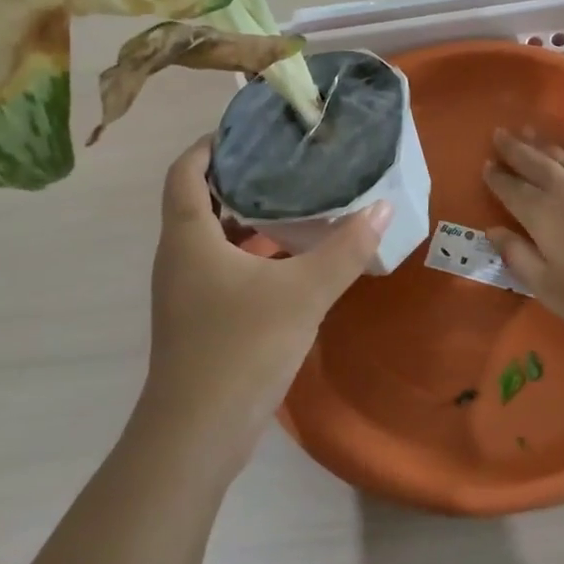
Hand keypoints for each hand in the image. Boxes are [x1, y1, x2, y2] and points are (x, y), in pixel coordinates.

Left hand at [143, 137, 388, 459]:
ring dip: (248, 216)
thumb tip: (383, 207)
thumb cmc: (241, 347)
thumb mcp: (304, 292)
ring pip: (213, 236)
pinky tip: (292, 256)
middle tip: (286, 158)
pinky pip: (223, 266)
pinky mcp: (201, 318)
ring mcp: (187, 291)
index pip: (185, 170)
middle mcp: (179, 257)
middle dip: (239, 176)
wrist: (198, 434)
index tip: (250, 128)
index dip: (211, 144)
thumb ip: (346, 249)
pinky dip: (252, 251)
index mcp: (189, 237)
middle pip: (200, 199)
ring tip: (296, 198)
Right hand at [483, 129, 563, 344]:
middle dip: (515, 149)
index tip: (486, 165)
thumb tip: (494, 232)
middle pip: (536, 162)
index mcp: (543, 214)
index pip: (512, 189)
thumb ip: (519, 257)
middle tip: (500, 134)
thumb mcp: (551, 289)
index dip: (497, 177)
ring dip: (545, 146)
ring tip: (532, 134)